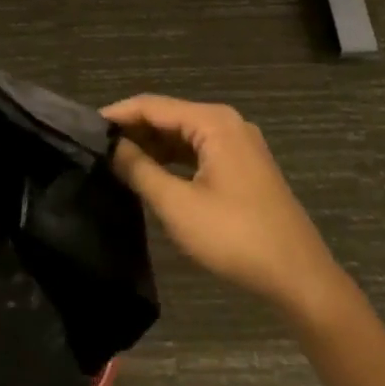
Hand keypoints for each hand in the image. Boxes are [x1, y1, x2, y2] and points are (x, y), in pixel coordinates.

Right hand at [104, 94, 347, 323]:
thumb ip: (139, 169)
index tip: (84, 128)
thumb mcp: (178, 205)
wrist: (300, 279)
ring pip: (182, 135)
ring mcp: (239, 145)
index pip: (152, 105)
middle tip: (96, 147)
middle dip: (133, 130)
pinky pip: (198, 150)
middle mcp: (227, 123)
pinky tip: (150, 173)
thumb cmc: (236, 237)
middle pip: (168, 116)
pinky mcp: (243, 167)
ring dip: (151, 145)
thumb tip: (110, 147)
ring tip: (115, 160)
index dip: (116, 115)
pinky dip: (172, 159)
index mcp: (213, 122)